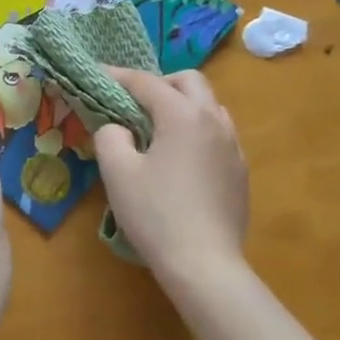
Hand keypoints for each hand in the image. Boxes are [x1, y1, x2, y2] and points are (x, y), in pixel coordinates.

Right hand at [94, 68, 248, 277]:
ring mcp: (233, 146)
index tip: (98, 74)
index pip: (147, 83)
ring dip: (183, 105)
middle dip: (159, 83)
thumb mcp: (118, 173)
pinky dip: (197, 131)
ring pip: (210, 106)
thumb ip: (110, 137)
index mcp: (183, 116)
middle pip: (189, 82)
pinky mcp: (241, 171)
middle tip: (134, 102)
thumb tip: (117, 128)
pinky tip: (181, 159)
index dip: (118, 76)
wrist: (205, 265)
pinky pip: (219, 134)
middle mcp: (214, 121)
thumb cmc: (156, 215)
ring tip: (158, 129)